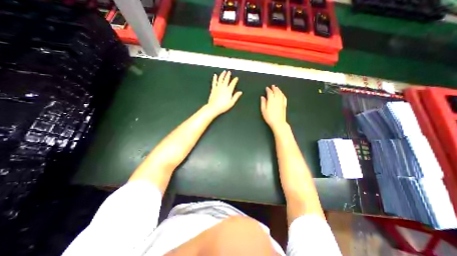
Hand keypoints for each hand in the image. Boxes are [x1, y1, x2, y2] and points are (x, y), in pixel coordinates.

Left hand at [207, 70, 242, 115]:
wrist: (214, 107)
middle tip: (229, 72)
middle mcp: (223, 87)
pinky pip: (214, 82)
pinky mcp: (213, 89)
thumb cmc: (223, 106)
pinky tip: (215, 75)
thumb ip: (236, 96)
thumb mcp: (232, 102)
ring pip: (220, 79)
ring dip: (222, 75)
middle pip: (226, 79)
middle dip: (228, 75)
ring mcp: (218, 87)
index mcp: (228, 91)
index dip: (235, 80)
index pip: (233, 83)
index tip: (236, 78)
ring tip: (224, 71)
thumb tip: (240, 92)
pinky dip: (215, 78)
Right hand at [263, 85, 286, 131]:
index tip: (267, 88)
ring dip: (278, 90)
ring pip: (280, 93)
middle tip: (272, 86)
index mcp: (271, 100)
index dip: (268, 90)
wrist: (278, 123)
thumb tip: (262, 97)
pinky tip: (282, 94)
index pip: (270, 93)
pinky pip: (284, 97)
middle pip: (276, 91)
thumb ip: (263, 103)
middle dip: (274, 88)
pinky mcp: (284, 105)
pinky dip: (282, 94)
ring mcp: (281, 102)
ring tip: (277, 88)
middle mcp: (277, 99)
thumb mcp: (263, 110)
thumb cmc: (269, 117)